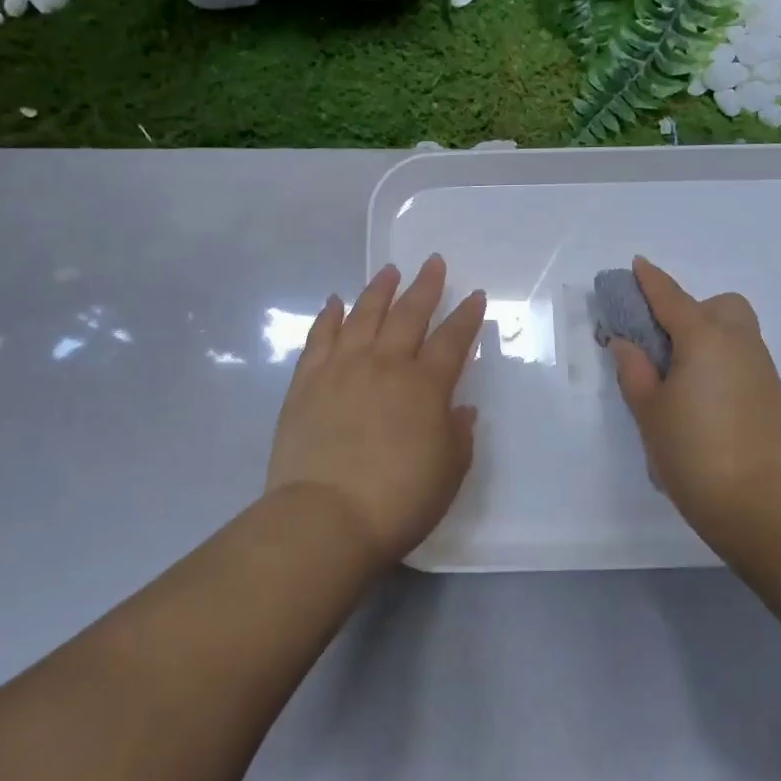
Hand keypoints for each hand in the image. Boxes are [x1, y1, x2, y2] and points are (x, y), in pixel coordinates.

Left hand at [266, 256, 486, 565]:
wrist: (325, 517)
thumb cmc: (397, 501)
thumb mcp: (447, 474)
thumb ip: (458, 436)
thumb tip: (461, 409)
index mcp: (425, 387)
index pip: (452, 341)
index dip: (466, 317)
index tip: (474, 296)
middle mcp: (385, 365)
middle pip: (409, 315)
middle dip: (425, 287)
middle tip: (433, 263)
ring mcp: (341, 369)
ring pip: (363, 316)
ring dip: (378, 291)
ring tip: (388, 271)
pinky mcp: (306, 382)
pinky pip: (319, 338)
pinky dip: (328, 316)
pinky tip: (334, 302)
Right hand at [607, 257, 780, 555]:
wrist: (753, 501)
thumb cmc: (689, 449)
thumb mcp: (648, 408)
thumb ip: (634, 368)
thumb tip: (626, 342)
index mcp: (703, 338)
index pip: (671, 298)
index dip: (651, 281)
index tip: (637, 265)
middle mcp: (738, 342)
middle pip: (719, 305)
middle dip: (692, 309)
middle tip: (664, 342)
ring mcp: (761, 366)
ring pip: (737, 329)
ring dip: (709, 333)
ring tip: (683, 371)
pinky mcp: (771, 392)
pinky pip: (744, 355)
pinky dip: (724, 356)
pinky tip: (706, 392)